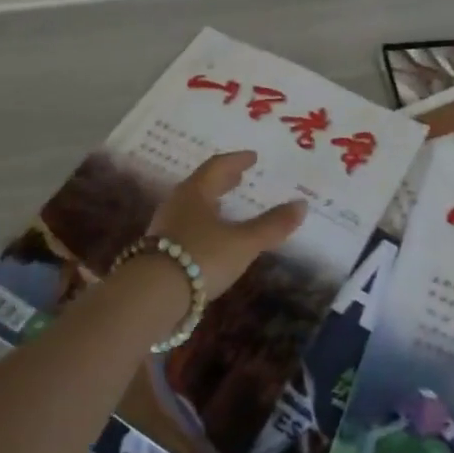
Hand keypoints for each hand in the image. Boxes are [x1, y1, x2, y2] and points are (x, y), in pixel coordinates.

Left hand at [145, 151, 307, 298]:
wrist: (151, 296)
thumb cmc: (200, 258)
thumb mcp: (243, 243)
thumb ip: (271, 226)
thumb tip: (302, 205)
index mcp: (196, 192)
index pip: (217, 167)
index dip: (237, 161)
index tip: (252, 157)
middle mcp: (177, 204)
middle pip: (202, 184)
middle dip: (222, 180)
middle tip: (239, 176)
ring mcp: (165, 227)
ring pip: (192, 206)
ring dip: (211, 202)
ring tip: (226, 206)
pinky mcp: (158, 251)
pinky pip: (185, 226)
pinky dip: (202, 223)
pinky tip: (209, 237)